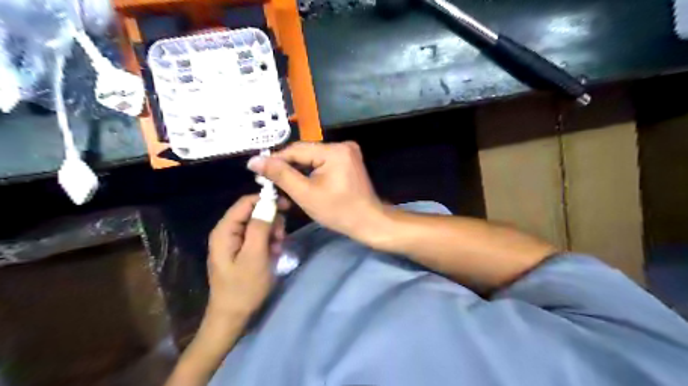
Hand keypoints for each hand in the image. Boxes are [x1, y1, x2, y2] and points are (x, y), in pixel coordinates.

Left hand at [206, 195, 287, 320]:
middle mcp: (228, 231)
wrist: (233, 316)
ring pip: (259, 224)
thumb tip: (269, 202)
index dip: (267, 200)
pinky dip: (269, 243)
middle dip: (271, 222)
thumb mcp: (255, 256)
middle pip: (254, 212)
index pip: (246, 202)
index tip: (287, 207)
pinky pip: (258, 237)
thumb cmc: (244, 287)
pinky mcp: (241, 250)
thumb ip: (260, 227)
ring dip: (272, 234)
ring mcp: (234, 241)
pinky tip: (273, 255)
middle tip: (280, 238)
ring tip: (277, 249)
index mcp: (225, 230)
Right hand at [249, 142, 385, 240]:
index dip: (275, 159)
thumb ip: (280, 175)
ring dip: (297, 168)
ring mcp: (347, 152)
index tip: (256, 170)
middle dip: (286, 165)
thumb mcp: (305, 194)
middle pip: (305, 152)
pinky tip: (299, 180)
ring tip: (279, 181)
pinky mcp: (348, 160)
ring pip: (312, 157)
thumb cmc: (338, 211)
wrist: (369, 222)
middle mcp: (342, 145)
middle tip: (266, 179)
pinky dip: (310, 171)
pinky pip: (322, 161)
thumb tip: (255, 160)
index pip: (296, 150)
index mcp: (334, 151)